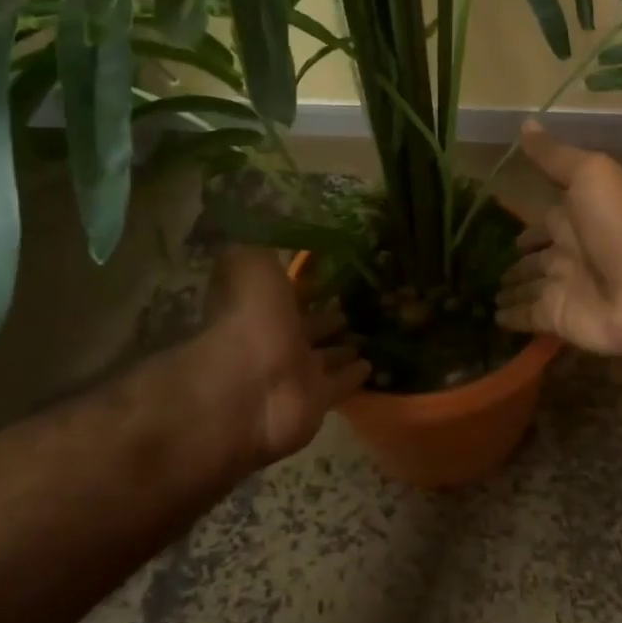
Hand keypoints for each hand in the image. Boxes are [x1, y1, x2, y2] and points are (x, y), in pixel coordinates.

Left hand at [199, 246, 370, 463]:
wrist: (248, 388)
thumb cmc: (249, 320)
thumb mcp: (252, 264)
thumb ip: (264, 244)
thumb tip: (269, 220)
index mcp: (262, 308)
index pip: (288, 294)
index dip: (306, 285)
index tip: (333, 274)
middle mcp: (278, 340)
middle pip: (308, 327)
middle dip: (328, 318)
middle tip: (355, 306)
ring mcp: (298, 374)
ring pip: (325, 357)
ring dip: (343, 348)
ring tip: (368, 335)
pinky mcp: (318, 402)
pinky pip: (340, 385)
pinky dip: (355, 376)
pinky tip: (373, 366)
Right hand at [495, 123, 621, 356]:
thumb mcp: (589, 175)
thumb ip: (554, 157)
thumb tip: (524, 122)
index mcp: (574, 219)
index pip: (542, 225)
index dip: (525, 230)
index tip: (499, 232)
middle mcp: (567, 255)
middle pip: (534, 261)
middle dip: (514, 265)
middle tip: (481, 270)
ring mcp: (564, 290)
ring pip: (528, 290)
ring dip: (509, 291)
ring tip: (483, 297)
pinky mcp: (559, 320)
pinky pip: (527, 319)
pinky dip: (511, 319)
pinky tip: (492, 319)